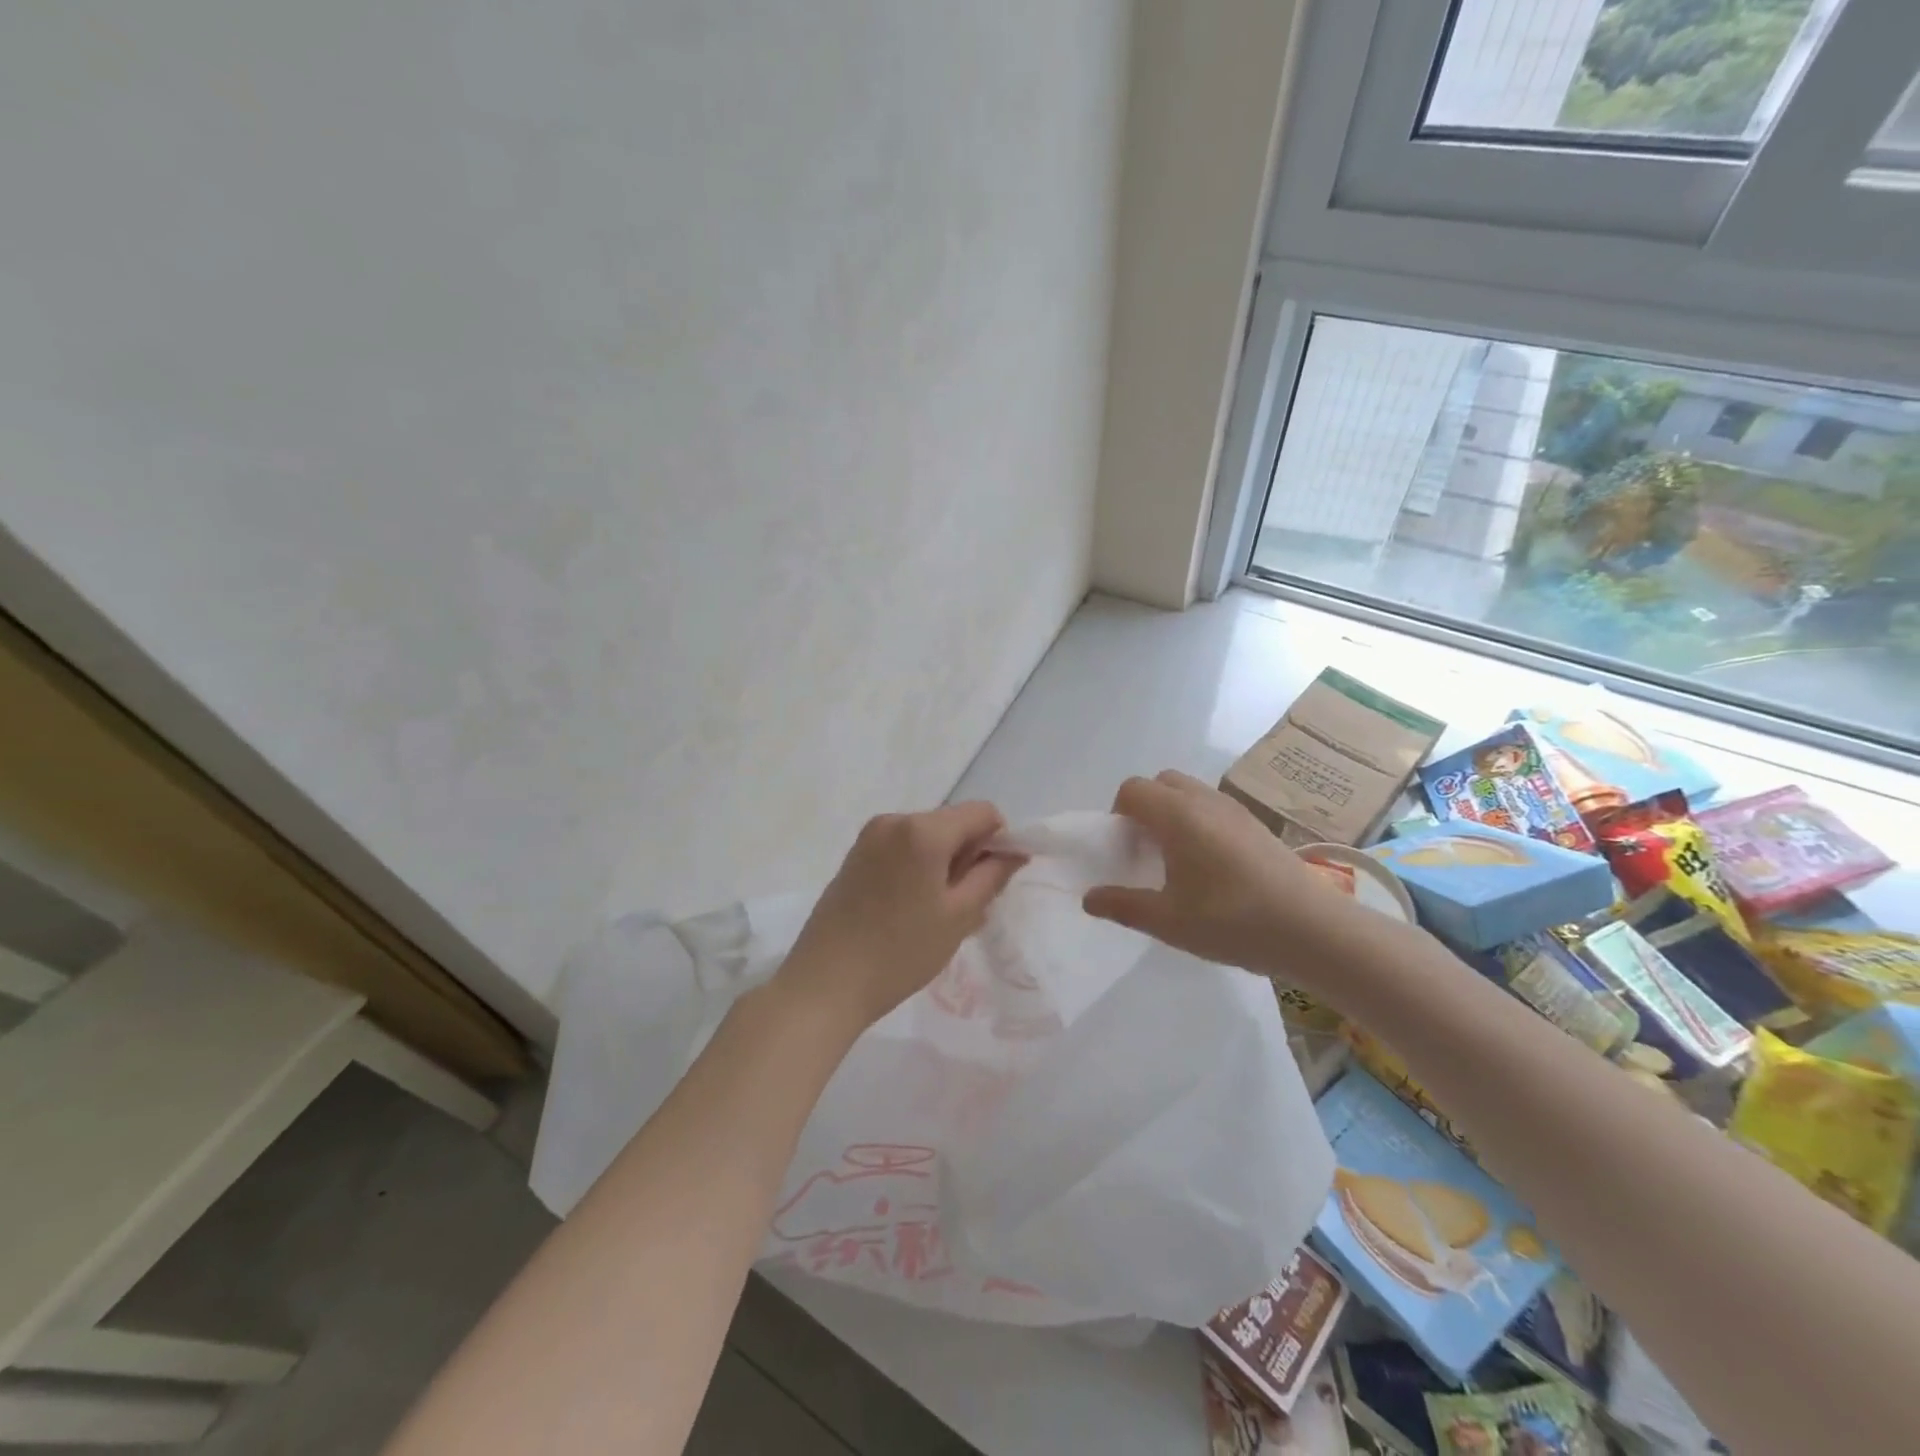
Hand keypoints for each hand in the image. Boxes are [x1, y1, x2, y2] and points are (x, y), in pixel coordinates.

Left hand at [777, 802, 1025, 1029]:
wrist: (825, 984)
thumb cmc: (900, 952)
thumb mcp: (958, 916)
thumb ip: (991, 875)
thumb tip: (1014, 852)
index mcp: (923, 829)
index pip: (982, 813)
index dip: (1000, 840)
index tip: (994, 881)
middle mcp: (894, 820)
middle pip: (952, 823)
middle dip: (969, 855)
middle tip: (966, 906)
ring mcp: (870, 836)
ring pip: (927, 837)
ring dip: (943, 864)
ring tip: (936, 913)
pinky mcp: (854, 855)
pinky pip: (901, 848)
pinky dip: (918, 867)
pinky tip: (910, 909)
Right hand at [1082, 770, 1366, 978]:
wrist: (1314, 930)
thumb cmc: (1232, 921)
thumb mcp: (1168, 921)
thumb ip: (1123, 905)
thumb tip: (1089, 898)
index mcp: (1177, 815)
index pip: (1132, 789)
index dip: (1118, 815)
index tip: (1125, 851)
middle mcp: (1204, 801)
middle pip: (1161, 782)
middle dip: (1145, 808)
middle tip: (1147, 852)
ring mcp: (1235, 810)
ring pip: (1190, 792)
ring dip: (1173, 814)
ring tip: (1178, 861)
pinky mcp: (1257, 825)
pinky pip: (1214, 807)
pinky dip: (1199, 822)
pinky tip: (1211, 868)